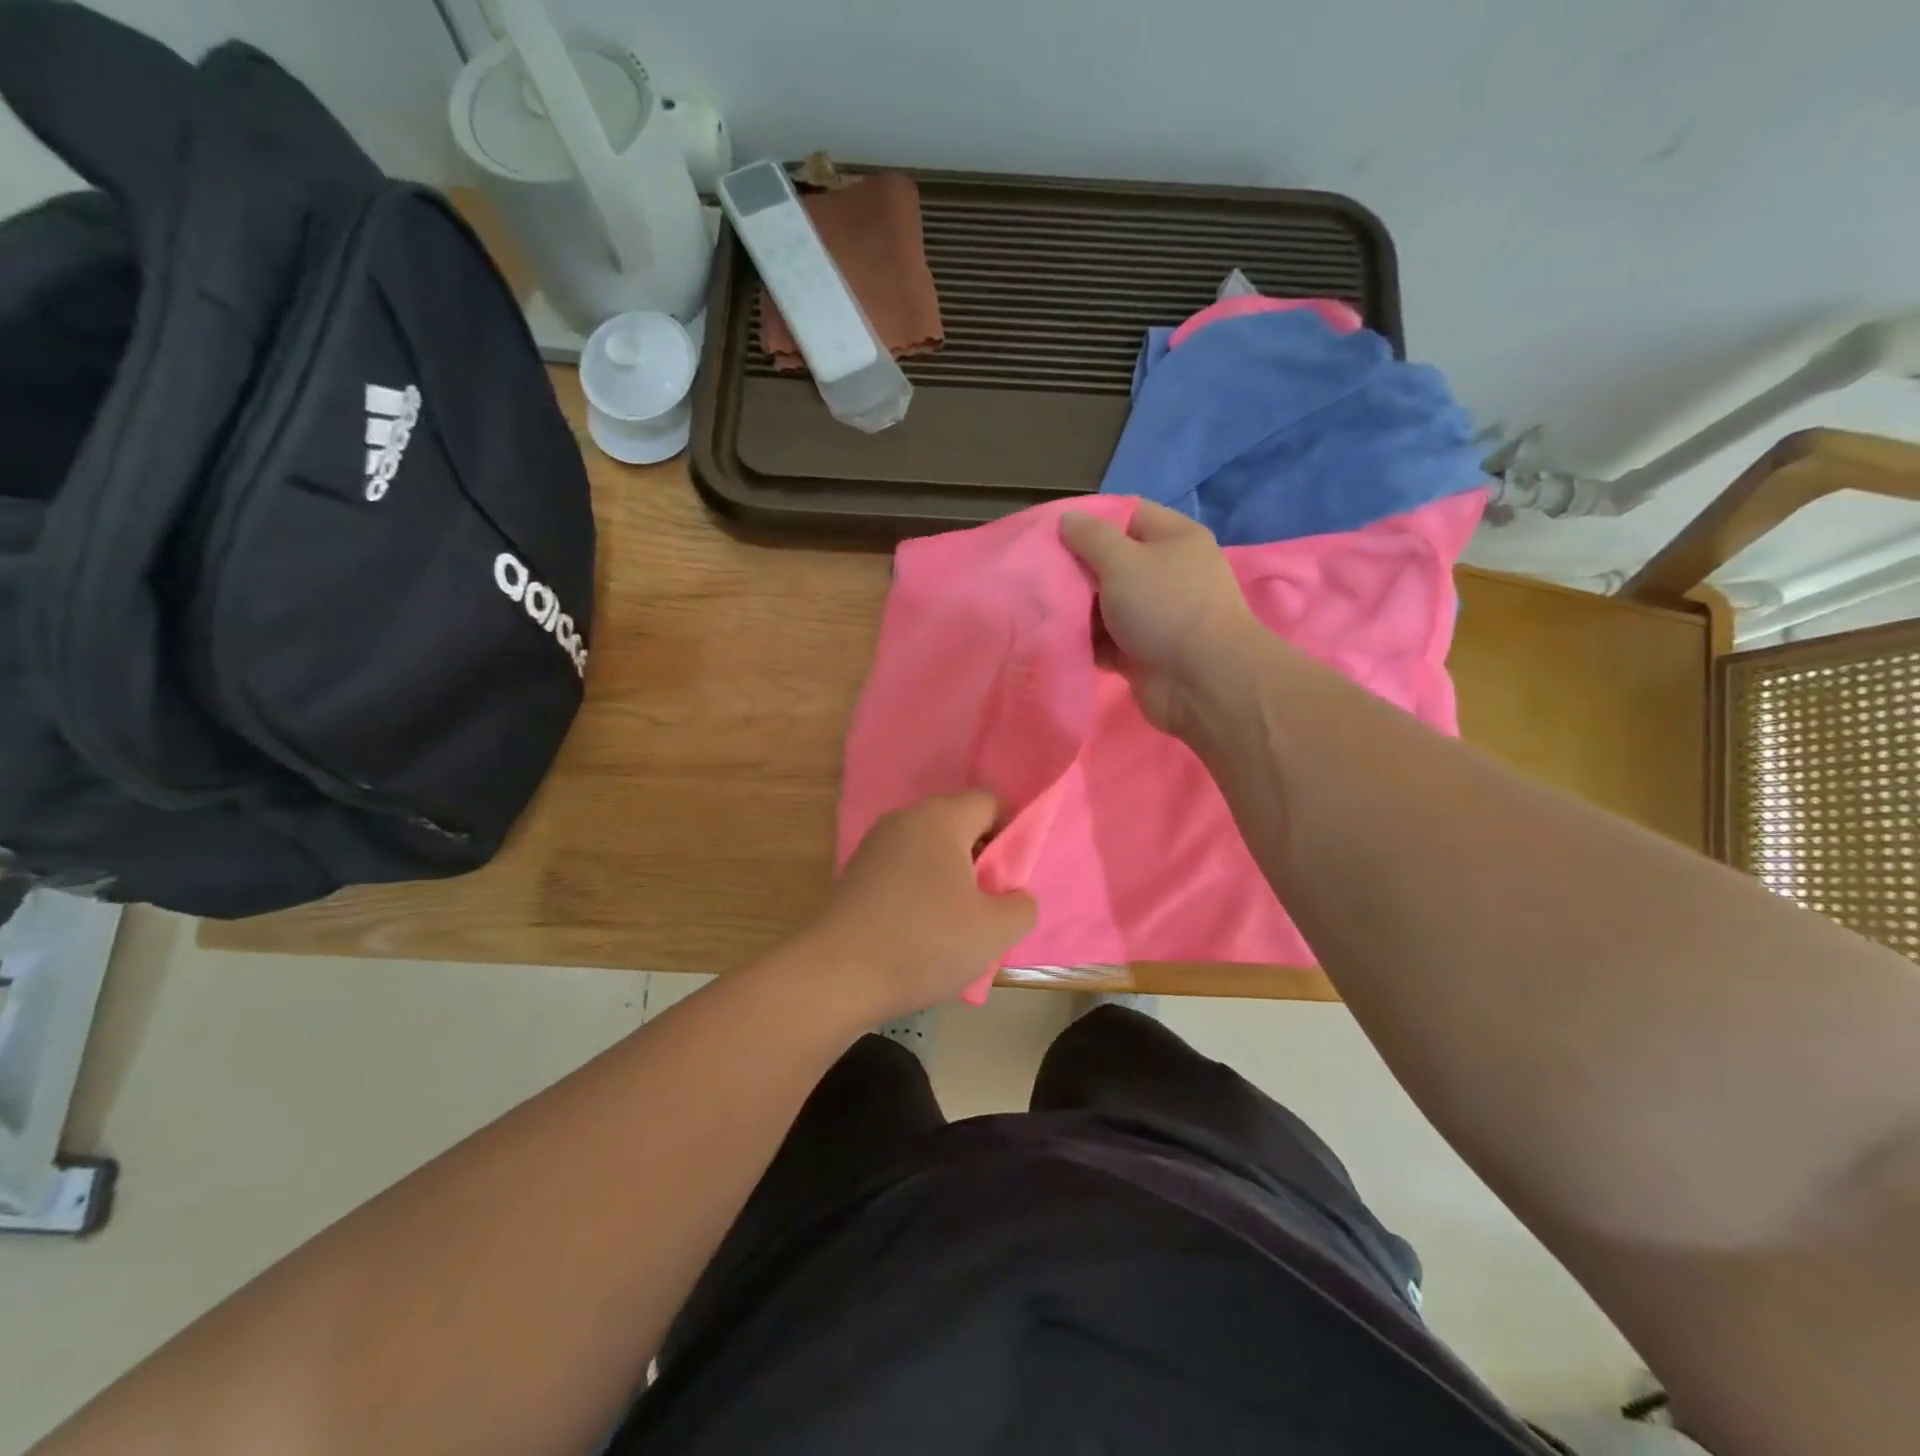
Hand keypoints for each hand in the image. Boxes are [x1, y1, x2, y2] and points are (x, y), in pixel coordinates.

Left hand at [804, 793, 1037, 1022]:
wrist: (833, 977)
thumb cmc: (924, 943)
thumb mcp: (994, 932)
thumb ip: (1022, 906)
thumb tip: (1015, 896)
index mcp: (940, 819)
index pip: (991, 802)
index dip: (1012, 836)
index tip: (1012, 880)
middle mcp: (904, 820)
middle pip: (960, 827)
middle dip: (982, 863)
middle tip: (989, 908)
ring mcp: (874, 846)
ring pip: (931, 853)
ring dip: (951, 883)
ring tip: (956, 929)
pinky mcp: (855, 874)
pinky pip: (904, 872)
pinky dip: (921, 894)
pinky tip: (921, 936)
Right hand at [1059, 501, 1259, 735]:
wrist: (1202, 682)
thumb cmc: (1165, 607)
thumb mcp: (1123, 561)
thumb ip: (1091, 538)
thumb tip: (1067, 519)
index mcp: (1173, 538)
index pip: (1127, 515)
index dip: (1089, 520)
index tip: (1051, 532)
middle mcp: (1166, 573)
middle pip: (1112, 562)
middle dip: (1077, 569)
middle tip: (1040, 573)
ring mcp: (1155, 614)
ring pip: (1105, 604)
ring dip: (1077, 609)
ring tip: (1043, 608)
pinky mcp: (1142, 651)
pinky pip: (1106, 640)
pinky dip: (1087, 642)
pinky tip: (1059, 640)